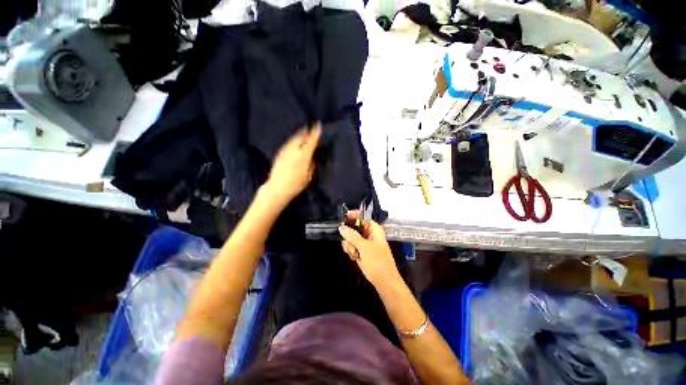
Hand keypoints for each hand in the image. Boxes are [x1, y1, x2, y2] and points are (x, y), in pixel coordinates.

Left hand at [264, 123, 321, 206]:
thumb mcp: (309, 176)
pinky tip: (295, 140)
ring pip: (294, 138)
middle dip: (307, 131)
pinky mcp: (280, 153)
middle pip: (302, 137)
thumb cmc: (296, 185)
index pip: (311, 141)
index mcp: (304, 157)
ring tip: (304, 130)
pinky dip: (294, 139)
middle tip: (311, 127)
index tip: (318, 125)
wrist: (278, 188)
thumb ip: (312, 164)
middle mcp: (295, 151)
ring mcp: (286, 151)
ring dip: (300, 134)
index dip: (315, 133)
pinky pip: (289, 142)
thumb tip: (313, 155)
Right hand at [339, 211, 399, 286]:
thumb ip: (352, 236)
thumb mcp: (364, 247)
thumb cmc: (377, 262)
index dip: (354, 215)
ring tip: (353, 254)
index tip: (344, 217)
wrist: (385, 282)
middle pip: (354, 228)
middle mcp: (370, 234)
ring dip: (350, 245)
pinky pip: (353, 247)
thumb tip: (341, 227)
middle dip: (349, 236)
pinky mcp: (362, 252)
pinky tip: (354, 258)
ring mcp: (366, 243)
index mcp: (374, 229)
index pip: (363, 217)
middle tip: (349, 244)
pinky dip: (351, 251)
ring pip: (352, 238)